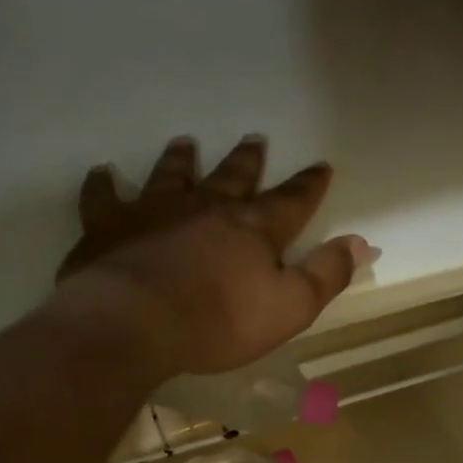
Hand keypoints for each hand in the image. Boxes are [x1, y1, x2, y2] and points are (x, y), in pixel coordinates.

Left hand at [53, 133, 371, 376]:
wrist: (135, 324)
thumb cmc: (219, 321)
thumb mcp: (291, 307)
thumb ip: (326, 274)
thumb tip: (361, 242)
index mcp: (252, 229)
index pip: (291, 201)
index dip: (309, 185)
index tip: (322, 165)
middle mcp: (206, 208)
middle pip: (232, 178)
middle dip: (247, 161)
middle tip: (254, 138)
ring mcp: (153, 212)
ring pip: (171, 176)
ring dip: (181, 161)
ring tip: (185, 143)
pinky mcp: (108, 228)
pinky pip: (104, 198)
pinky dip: (104, 185)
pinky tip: (102, 174)